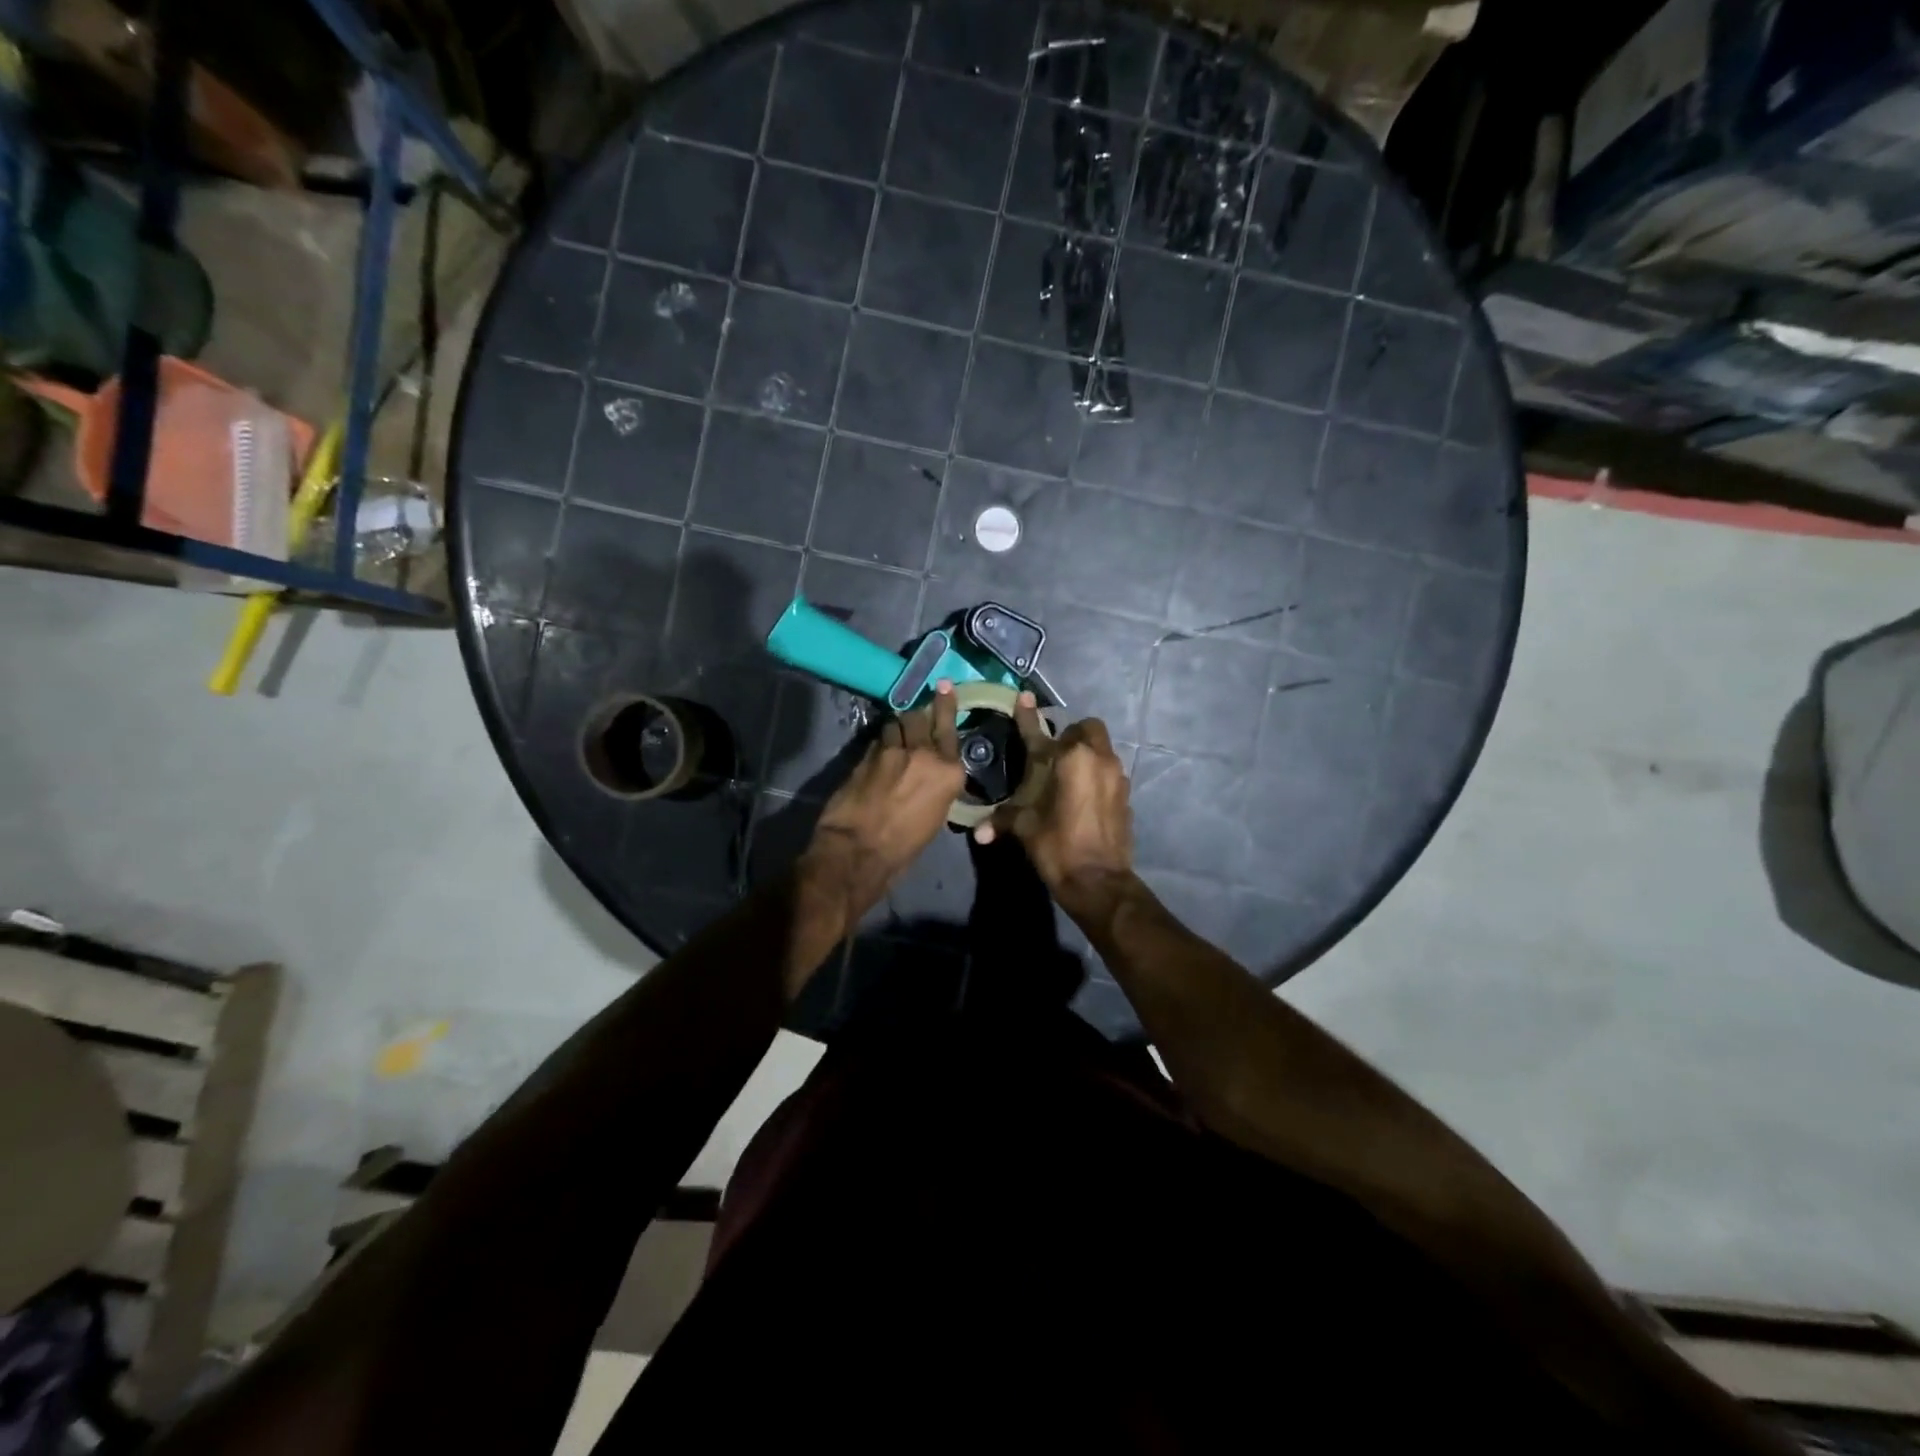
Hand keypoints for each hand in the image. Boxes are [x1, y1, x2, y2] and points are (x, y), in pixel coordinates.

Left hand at [801, 680, 965, 924]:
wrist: (860, 850)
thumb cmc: (905, 845)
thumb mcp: (936, 814)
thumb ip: (937, 783)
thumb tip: (930, 771)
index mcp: (949, 771)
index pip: (948, 726)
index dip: (945, 703)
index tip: (944, 685)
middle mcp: (923, 753)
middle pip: (918, 717)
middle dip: (915, 717)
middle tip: (913, 721)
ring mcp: (891, 751)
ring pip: (894, 724)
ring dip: (895, 729)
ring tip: (893, 738)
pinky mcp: (865, 754)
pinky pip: (876, 740)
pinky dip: (879, 743)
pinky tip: (878, 753)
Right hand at [973, 694, 1133, 916]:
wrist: (1099, 882)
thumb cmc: (1058, 847)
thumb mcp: (1025, 829)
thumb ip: (1003, 820)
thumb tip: (979, 832)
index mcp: (1069, 760)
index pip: (1041, 732)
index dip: (1028, 716)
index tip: (1023, 698)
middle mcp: (1098, 759)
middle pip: (1087, 729)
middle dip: (1072, 735)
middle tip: (1054, 754)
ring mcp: (1117, 777)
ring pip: (1103, 750)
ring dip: (1087, 754)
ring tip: (1069, 775)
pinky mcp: (1126, 796)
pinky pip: (1111, 773)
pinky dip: (1098, 776)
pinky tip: (1085, 796)